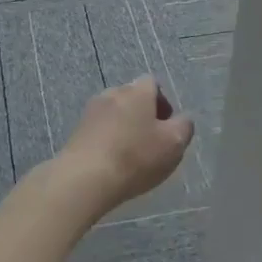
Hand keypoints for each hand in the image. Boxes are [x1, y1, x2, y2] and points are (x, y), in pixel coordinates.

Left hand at [56, 77, 194, 213]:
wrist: (85, 178)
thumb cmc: (136, 157)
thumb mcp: (174, 143)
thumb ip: (184, 126)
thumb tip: (182, 119)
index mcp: (137, 91)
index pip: (153, 83)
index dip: (163, 103)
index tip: (167, 127)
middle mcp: (112, 93)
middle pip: (133, 98)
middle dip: (144, 115)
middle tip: (152, 142)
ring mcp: (91, 111)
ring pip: (115, 114)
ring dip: (125, 128)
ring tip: (131, 155)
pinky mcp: (77, 130)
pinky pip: (100, 130)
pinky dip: (109, 140)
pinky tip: (113, 162)